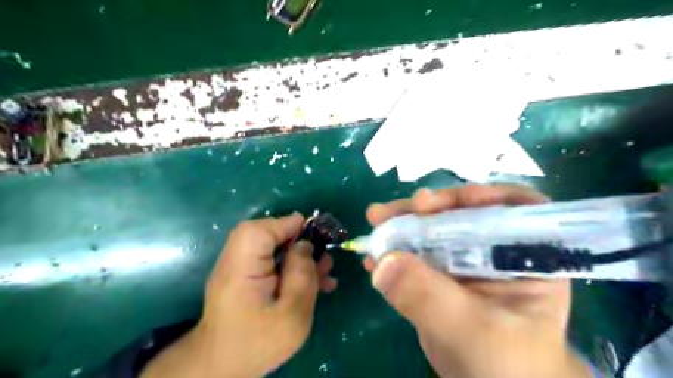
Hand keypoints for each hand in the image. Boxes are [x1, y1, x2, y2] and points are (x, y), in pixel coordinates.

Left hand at [142, 214, 338, 375]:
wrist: (224, 368)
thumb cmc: (258, 344)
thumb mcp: (292, 315)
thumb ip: (302, 276)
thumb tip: (305, 245)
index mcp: (240, 270)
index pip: (259, 231)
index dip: (287, 225)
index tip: (314, 230)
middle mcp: (234, 262)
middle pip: (265, 234)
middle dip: (296, 240)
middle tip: (321, 254)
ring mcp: (238, 268)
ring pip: (270, 246)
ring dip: (298, 254)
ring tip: (323, 270)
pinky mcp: (245, 277)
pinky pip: (270, 261)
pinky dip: (291, 265)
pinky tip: (313, 281)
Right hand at [366, 184, 590, 377]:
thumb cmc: (506, 366)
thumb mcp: (472, 332)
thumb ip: (430, 297)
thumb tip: (384, 262)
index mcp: (525, 256)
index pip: (512, 207)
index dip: (476, 196)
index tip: (435, 203)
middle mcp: (495, 251)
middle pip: (462, 214)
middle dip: (425, 209)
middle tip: (390, 211)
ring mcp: (464, 262)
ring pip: (434, 232)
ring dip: (402, 225)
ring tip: (375, 221)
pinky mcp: (440, 277)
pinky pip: (417, 256)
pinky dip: (394, 253)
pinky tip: (373, 257)